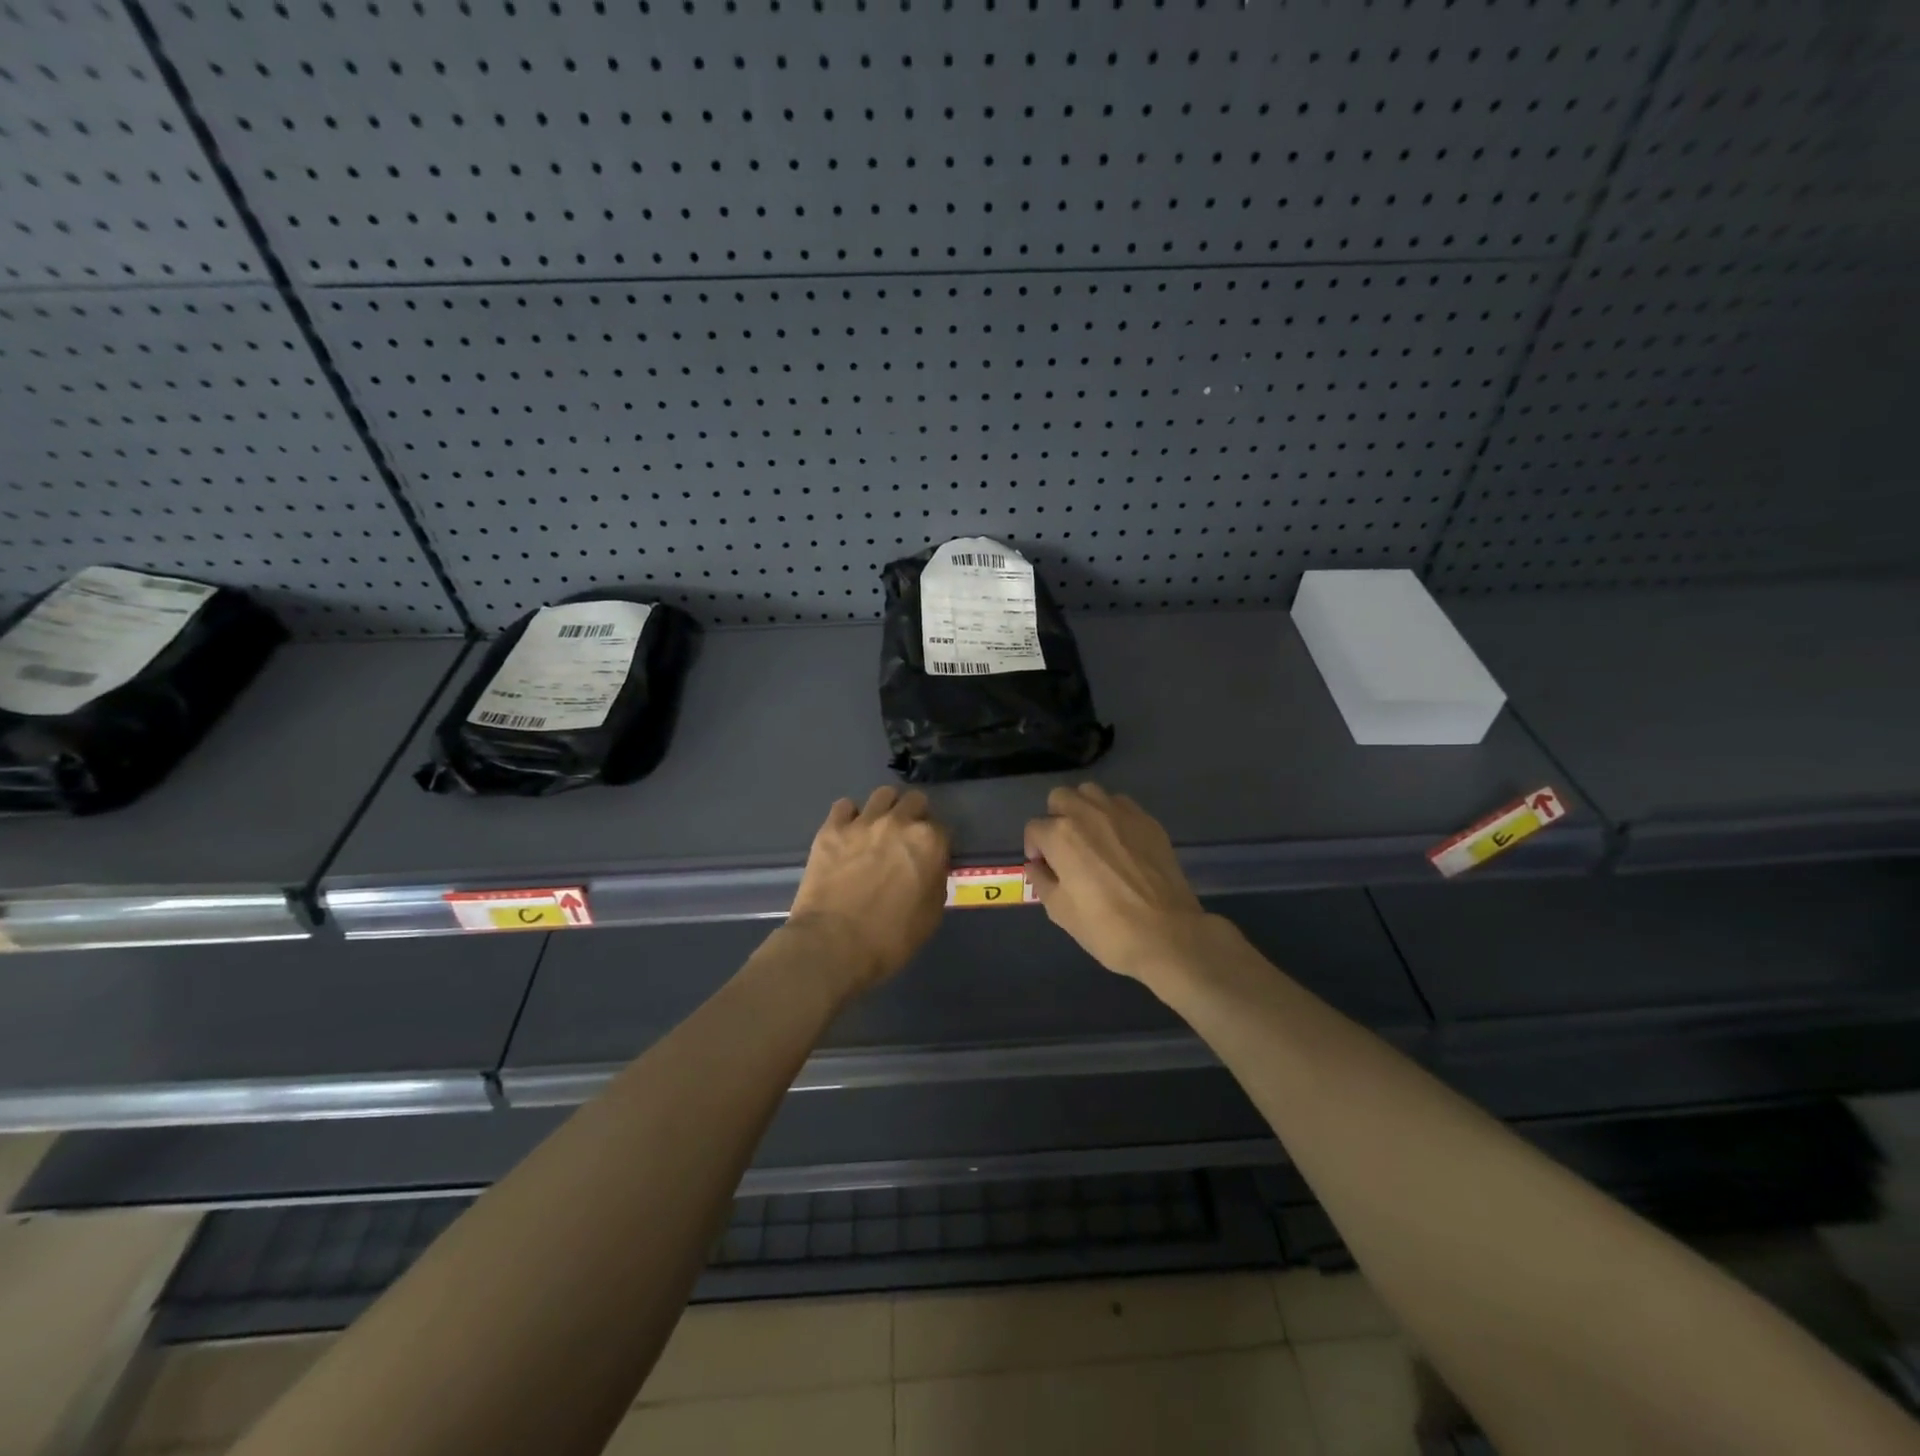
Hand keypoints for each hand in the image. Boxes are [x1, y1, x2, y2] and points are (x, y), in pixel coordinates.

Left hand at [787, 786, 950, 996]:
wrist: (833, 945)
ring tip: (878, 829)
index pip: (942, 829)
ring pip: (882, 795)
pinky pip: (844, 806)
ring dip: (886, 809)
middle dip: (915, 816)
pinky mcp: (831, 829)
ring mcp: (863, 822)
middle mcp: (899, 822)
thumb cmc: (890, 938)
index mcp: (929, 842)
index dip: (936, 844)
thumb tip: (930, 868)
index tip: (929, 858)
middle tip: (906, 840)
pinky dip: (849, 816)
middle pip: (915, 801)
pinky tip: (848, 833)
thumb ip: (935, 881)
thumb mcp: (931, 915)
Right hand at [1024, 783, 1214, 987]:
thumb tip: (1036, 865)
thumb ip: (1041, 880)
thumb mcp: (1060, 910)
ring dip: (1083, 809)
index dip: (1034, 848)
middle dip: (1055, 818)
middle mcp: (1087, 813)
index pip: (1034, 828)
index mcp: (1060, 835)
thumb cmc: (1105, 927)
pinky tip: (1119, 842)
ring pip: (1091, 793)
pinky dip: (1112, 816)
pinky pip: (1121, 804)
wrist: (1166, 934)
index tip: (1044, 866)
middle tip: (1064, 847)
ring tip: (1091, 837)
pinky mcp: (1148, 820)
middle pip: (1060, 798)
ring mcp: (1121, 813)